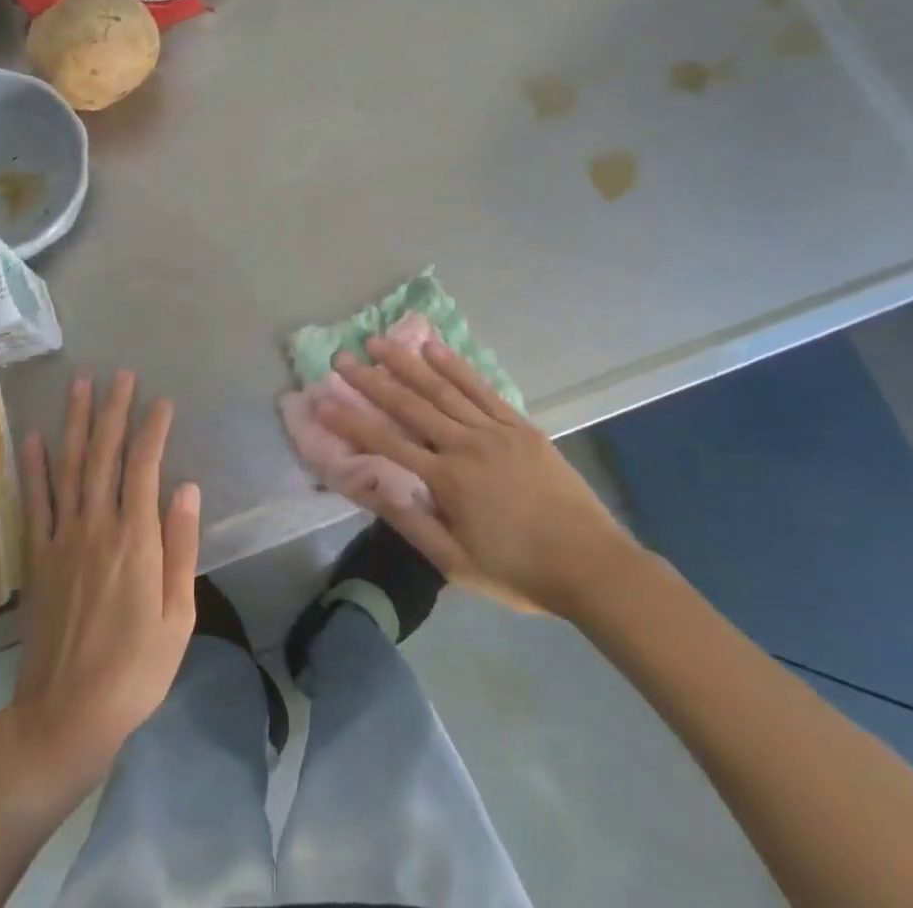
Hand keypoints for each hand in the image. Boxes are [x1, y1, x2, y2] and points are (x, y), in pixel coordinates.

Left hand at [3, 372, 199, 808]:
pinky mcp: (37, 558)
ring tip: (79, 386)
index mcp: (135, 540)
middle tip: (119, 374)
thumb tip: (186, 487)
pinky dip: (33, 467)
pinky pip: (34, 503)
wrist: (64, 717)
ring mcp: (61, 540)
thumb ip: (181, 546)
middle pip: (103, 455)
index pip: (144, 467)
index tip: (162, 400)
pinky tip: (33, 438)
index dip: (152, 429)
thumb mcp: (178, 616)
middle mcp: (96, 528)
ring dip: (74, 424)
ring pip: (68, 468)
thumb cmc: (135, 671)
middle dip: (112, 410)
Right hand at [321, 336, 633, 617]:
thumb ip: (413, 524)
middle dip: (372, 381)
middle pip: (410, 405)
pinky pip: (481, 388)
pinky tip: (435, 348)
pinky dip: (456, 365)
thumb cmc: (519, 572)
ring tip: (379, 341)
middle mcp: (465, 444)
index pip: (387, 444)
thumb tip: (372, 489)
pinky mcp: (519, 424)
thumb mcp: (458, 564)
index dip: (351, 421)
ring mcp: (495, 429)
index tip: (322, 400)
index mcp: (447, 481)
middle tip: (342, 358)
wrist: (590, 564)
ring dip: (408, 362)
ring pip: (443, 388)